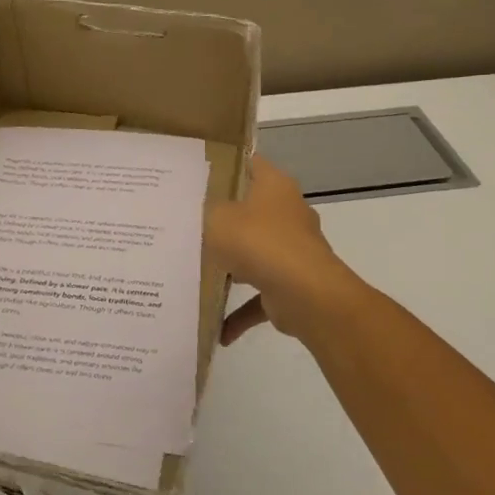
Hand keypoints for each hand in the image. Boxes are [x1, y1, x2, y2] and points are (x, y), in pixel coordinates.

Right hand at [206, 156, 366, 345]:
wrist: (306, 295)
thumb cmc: (258, 242)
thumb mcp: (216, 218)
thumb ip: (204, 212)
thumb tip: (199, 212)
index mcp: (274, 186)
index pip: (251, 163)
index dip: (227, 164)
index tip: (198, 173)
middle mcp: (288, 214)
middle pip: (252, 210)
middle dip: (225, 219)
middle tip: (189, 222)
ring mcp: (293, 250)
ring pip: (256, 253)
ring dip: (232, 266)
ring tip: (198, 272)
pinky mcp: (292, 284)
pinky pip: (259, 297)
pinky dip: (240, 311)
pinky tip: (218, 331)